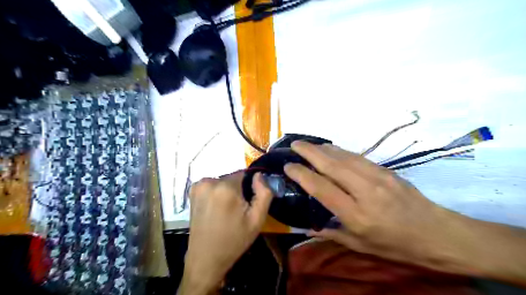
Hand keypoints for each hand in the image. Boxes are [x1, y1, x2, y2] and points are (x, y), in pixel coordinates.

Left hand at [179, 172, 273, 292]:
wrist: (205, 258)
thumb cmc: (234, 240)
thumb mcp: (257, 219)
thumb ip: (264, 193)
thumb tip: (259, 175)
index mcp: (226, 187)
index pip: (244, 174)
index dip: (249, 186)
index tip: (248, 202)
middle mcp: (209, 182)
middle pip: (232, 178)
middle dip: (238, 189)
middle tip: (239, 209)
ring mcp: (198, 186)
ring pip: (223, 181)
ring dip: (228, 191)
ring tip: (227, 211)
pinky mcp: (192, 191)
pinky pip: (212, 185)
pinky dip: (217, 193)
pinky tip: (217, 209)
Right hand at [283, 142, 472, 272]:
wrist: (437, 233)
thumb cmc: (396, 245)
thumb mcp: (360, 246)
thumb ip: (331, 232)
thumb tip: (307, 225)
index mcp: (357, 215)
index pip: (322, 188)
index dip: (302, 175)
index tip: (288, 167)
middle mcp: (365, 191)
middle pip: (331, 166)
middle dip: (309, 152)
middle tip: (293, 145)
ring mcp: (377, 177)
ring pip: (344, 157)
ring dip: (323, 148)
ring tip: (308, 145)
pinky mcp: (386, 170)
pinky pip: (357, 156)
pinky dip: (340, 150)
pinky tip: (331, 148)